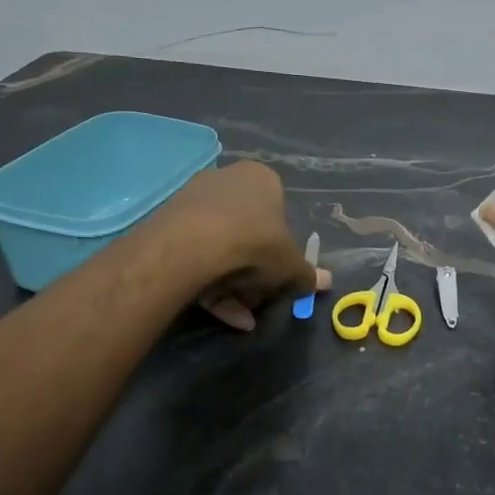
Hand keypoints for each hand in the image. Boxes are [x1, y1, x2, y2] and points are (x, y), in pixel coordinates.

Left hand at [153, 162, 330, 330]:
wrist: (192, 246)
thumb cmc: (255, 244)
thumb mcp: (291, 266)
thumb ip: (307, 276)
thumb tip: (326, 283)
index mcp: (261, 179)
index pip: (278, 212)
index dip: (281, 247)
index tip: (280, 274)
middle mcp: (226, 181)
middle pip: (247, 231)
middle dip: (255, 270)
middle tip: (261, 297)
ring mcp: (193, 202)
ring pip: (220, 248)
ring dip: (235, 284)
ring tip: (244, 315)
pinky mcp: (168, 226)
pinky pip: (196, 257)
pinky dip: (212, 287)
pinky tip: (226, 315)